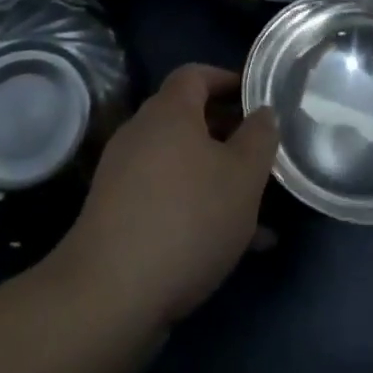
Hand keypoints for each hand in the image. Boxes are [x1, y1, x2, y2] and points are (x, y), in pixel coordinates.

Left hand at [53, 64, 277, 329]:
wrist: (109, 298)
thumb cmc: (187, 219)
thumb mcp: (244, 176)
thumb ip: (260, 137)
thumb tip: (263, 112)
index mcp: (169, 111)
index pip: (196, 74)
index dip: (228, 80)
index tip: (256, 98)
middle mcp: (141, 134)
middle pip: (189, 120)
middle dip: (228, 135)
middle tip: (261, 155)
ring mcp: (124, 177)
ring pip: (182, 166)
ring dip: (217, 180)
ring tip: (259, 212)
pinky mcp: (116, 218)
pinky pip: (167, 200)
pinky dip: (197, 211)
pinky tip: (232, 248)